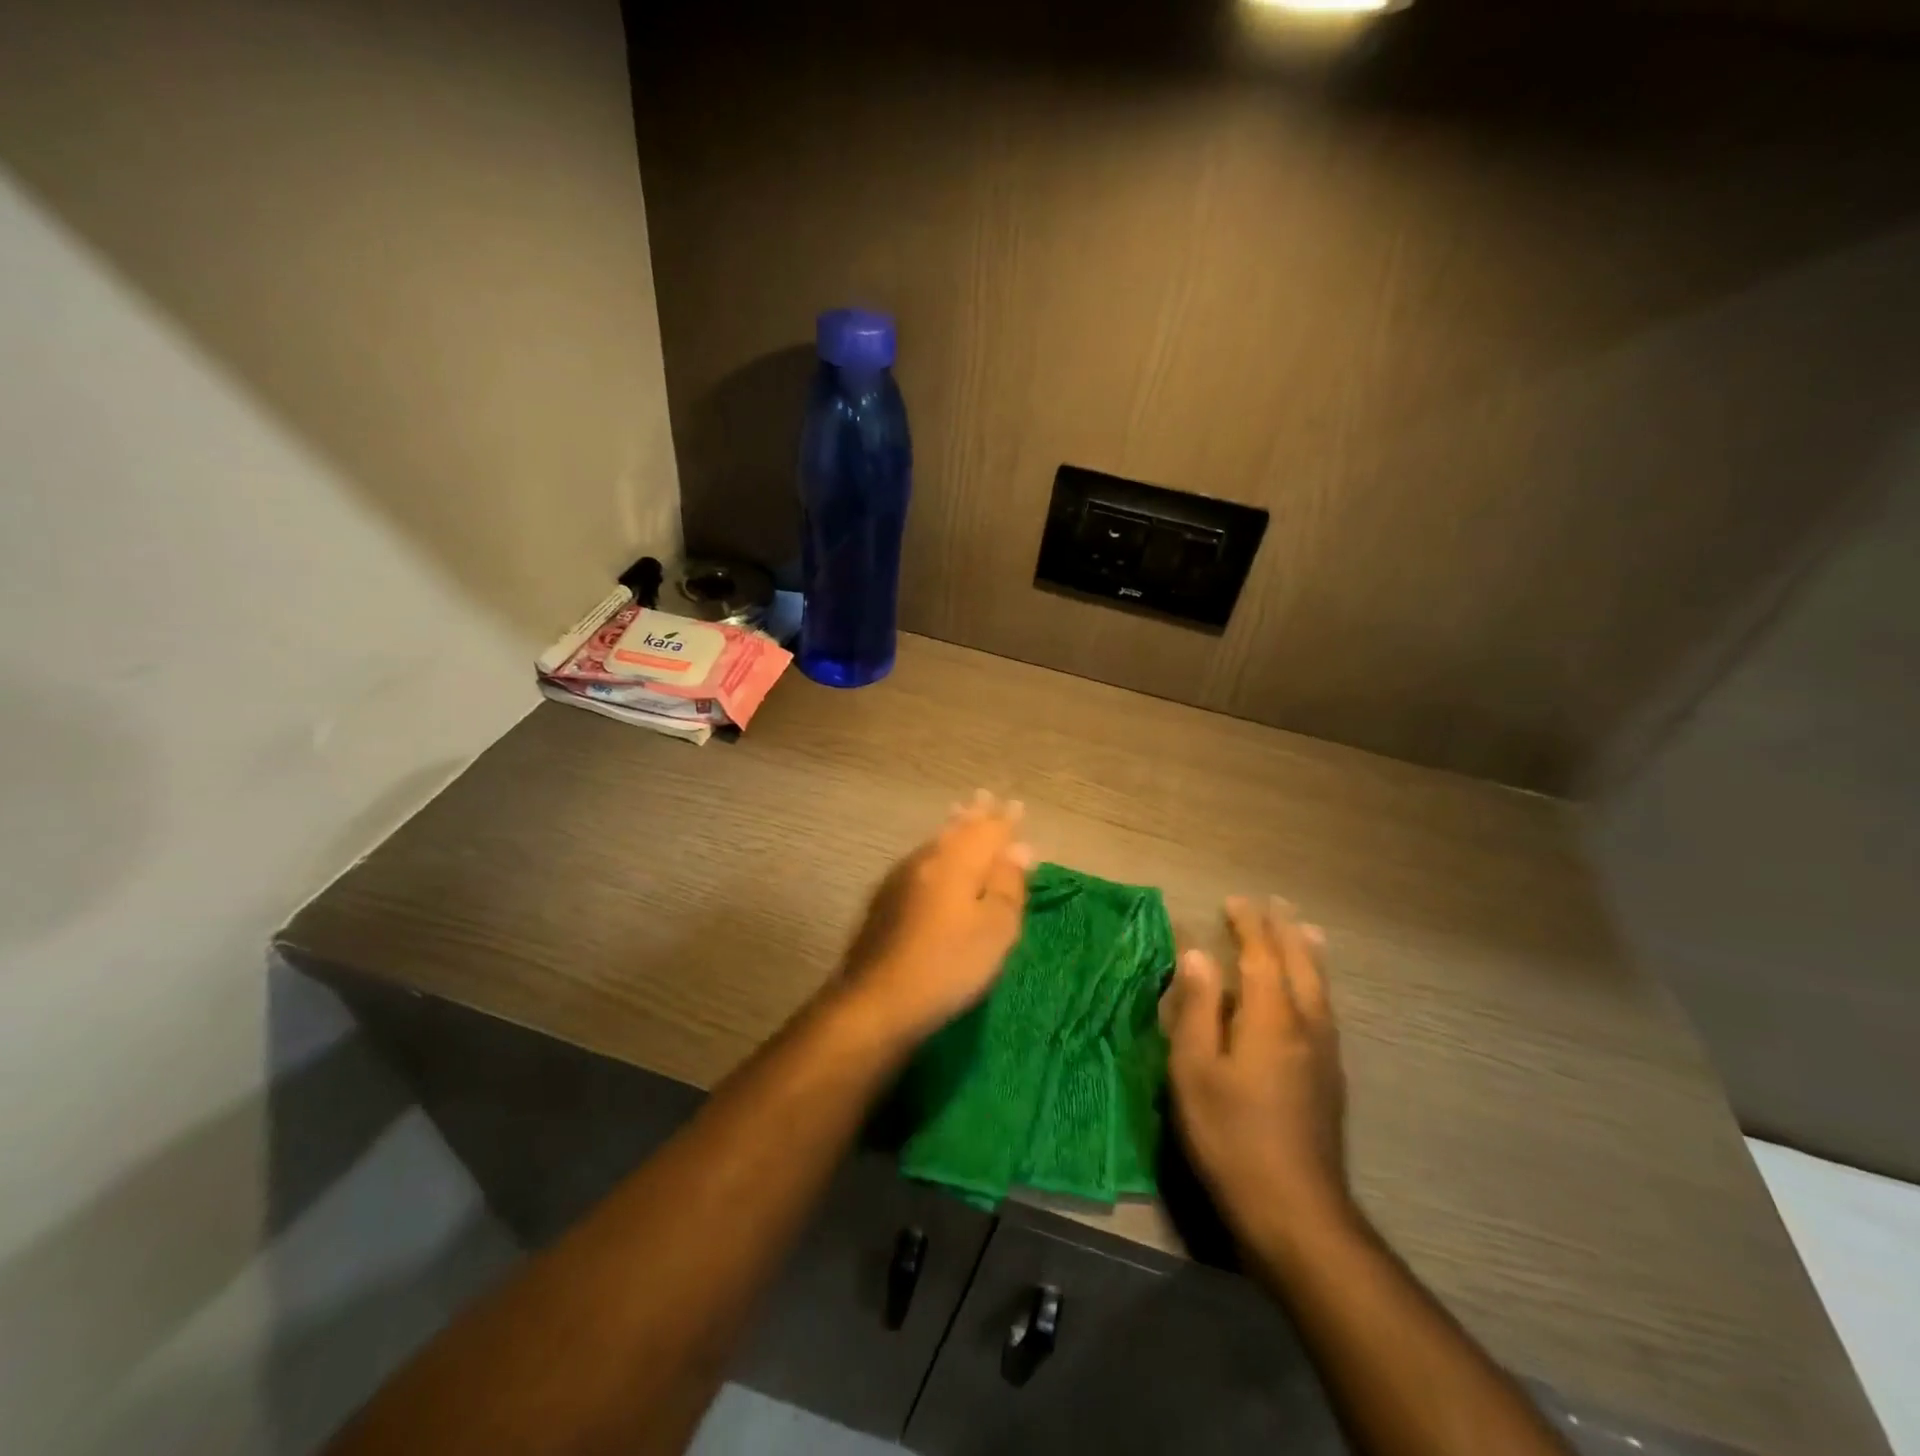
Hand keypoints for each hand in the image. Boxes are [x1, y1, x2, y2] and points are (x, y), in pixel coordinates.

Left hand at [836, 791, 1034, 1044]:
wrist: (877, 999)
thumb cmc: (948, 965)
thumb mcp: (995, 929)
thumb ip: (1008, 884)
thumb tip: (1019, 848)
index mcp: (957, 861)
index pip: (988, 830)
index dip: (1004, 820)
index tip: (1016, 806)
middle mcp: (927, 859)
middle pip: (956, 829)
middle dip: (974, 815)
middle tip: (985, 799)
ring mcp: (900, 878)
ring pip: (935, 843)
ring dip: (953, 828)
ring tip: (962, 816)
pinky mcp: (885, 899)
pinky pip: (921, 860)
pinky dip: (937, 851)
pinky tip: (935, 859)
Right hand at [1163, 896, 1350, 1240]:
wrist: (1296, 1211)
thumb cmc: (1231, 1136)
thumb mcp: (1195, 1070)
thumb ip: (1198, 1008)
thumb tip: (1198, 954)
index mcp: (1271, 1018)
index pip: (1260, 956)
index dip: (1248, 925)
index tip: (1234, 900)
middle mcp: (1306, 1026)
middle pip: (1300, 964)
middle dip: (1284, 930)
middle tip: (1274, 903)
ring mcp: (1325, 1054)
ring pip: (1320, 987)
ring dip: (1308, 952)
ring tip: (1305, 930)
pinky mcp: (1330, 1079)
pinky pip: (1325, 1009)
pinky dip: (1316, 983)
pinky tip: (1313, 994)